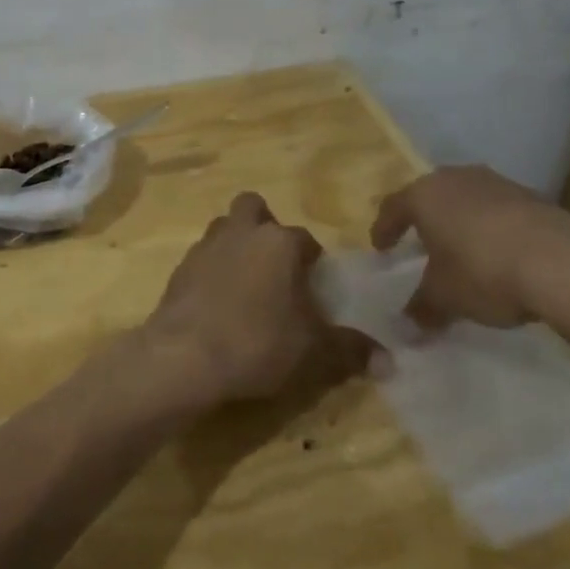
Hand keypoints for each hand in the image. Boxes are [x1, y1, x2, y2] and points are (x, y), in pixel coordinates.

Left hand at [145, 192, 375, 402]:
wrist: (185, 355)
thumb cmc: (257, 342)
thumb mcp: (313, 351)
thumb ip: (349, 350)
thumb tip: (388, 360)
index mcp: (279, 242)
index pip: (305, 239)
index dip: (312, 260)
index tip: (315, 285)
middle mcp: (242, 231)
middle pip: (254, 207)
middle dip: (265, 226)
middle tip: (275, 264)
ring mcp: (206, 245)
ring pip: (225, 227)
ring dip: (237, 243)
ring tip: (247, 282)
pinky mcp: (180, 266)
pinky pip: (203, 256)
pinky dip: (213, 269)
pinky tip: (218, 300)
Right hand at [370, 166, 569, 330]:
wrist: (564, 263)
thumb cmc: (484, 272)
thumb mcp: (445, 298)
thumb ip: (422, 308)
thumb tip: (407, 325)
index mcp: (424, 195)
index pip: (393, 207)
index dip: (384, 228)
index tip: (381, 248)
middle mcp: (456, 179)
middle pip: (431, 196)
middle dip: (424, 219)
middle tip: (420, 242)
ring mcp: (496, 183)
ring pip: (467, 199)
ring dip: (461, 221)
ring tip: (463, 249)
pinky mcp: (532, 196)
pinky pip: (499, 210)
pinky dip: (493, 228)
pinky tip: (501, 254)